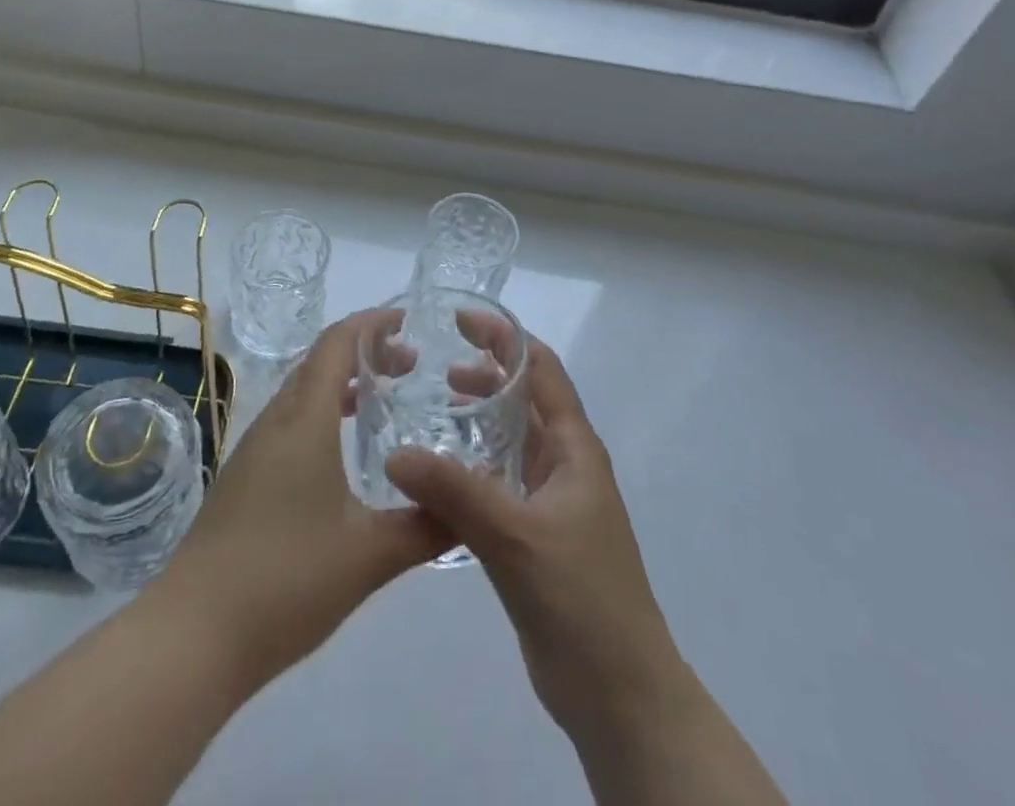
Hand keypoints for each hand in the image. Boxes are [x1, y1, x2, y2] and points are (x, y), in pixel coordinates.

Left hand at [151, 311, 451, 688]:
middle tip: (408, 365)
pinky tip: (342, 454)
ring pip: (302, 393)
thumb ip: (425, 526)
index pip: (336, 344)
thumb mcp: (369, 556)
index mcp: (304, 420)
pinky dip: (323, 414)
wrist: (193, 635)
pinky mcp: (243, 479)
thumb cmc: (285, 579)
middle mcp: (275, 422)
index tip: (406, 321)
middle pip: (318, 362)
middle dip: (363, 353)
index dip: (371, 324)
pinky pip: (289, 423)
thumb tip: (468, 506)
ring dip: (342, 384)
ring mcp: (253, 450)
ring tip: (382, 400)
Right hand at [384, 336, 688, 744]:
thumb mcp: (516, 536)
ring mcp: (550, 501)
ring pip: (510, 441)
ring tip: (431, 408)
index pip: (541, 370)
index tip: (459, 321)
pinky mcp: (534, 536)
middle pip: (524, 400)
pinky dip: (472, 465)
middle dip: (486, 374)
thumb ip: (455, 492)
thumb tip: (396, 452)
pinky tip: (437, 474)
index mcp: (573, 447)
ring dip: (478, 419)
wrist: (619, 694)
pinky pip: (499, 482)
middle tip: (433, 365)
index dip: (504, 339)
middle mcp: (564, 464)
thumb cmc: (581, 598)